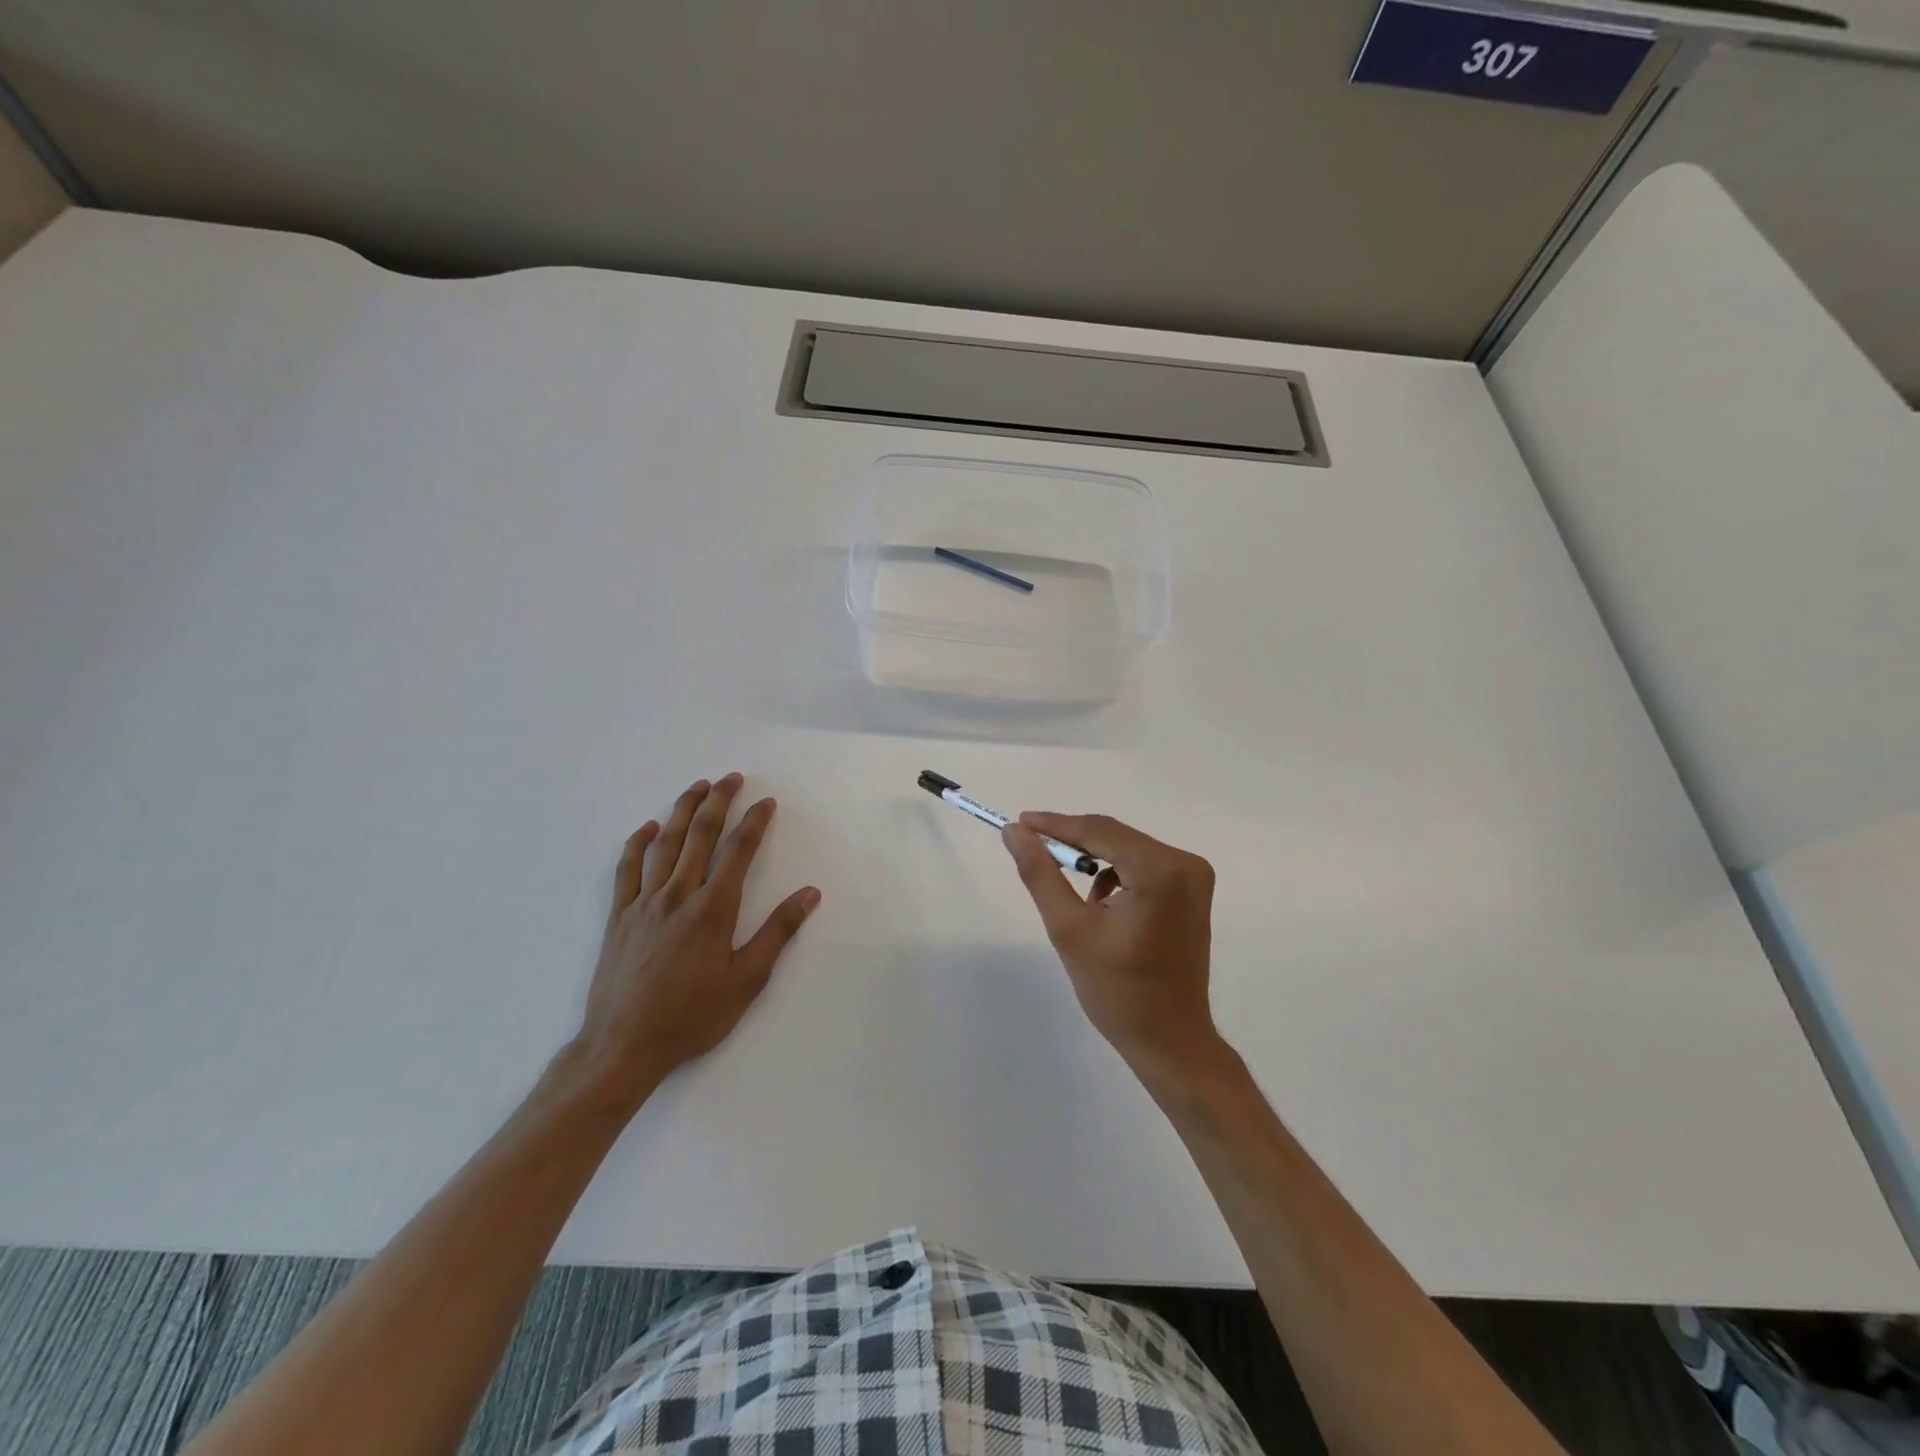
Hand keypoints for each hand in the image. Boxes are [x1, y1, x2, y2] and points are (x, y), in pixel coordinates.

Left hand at [565, 773, 819, 1106]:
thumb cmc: (692, 1016)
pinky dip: (637, 843)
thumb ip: (778, 932)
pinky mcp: (619, 916)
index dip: (755, 822)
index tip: (767, 802)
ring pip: (665, 843)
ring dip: (682, 810)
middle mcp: (678, 894)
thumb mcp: (747, 980)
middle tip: (732, 778)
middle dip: (719, 801)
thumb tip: (809, 894)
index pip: (738, 851)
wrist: (623, 1045)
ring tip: (697, 786)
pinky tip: (648, 828)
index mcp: (713, 908)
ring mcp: (644, 902)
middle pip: (700, 834)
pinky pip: (627, 869)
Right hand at [1003, 812, 1222, 1090]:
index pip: (1099, 831)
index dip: (1055, 825)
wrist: (1170, 1041)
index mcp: (1161, 871)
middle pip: (1115, 837)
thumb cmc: (1117, 991)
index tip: (1018, 823)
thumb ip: (1040, 874)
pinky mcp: (1193, 892)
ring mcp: (1194, 877)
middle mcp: (1185, 864)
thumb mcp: (1068, 929)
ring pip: (1127, 850)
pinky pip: (1144, 866)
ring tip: (1065, 888)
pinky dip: (1116, 876)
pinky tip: (1100, 906)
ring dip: (1094, 861)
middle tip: (1031, 848)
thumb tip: (1014, 832)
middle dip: (1072, 842)